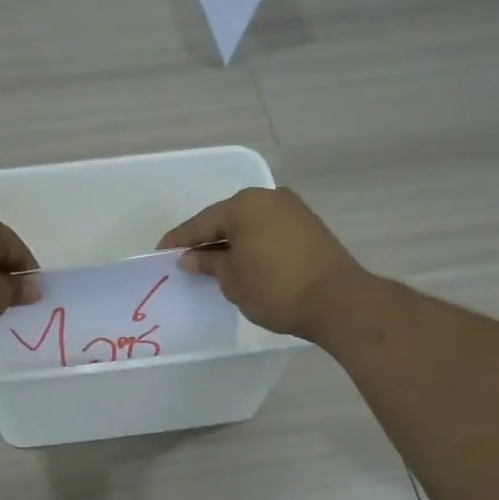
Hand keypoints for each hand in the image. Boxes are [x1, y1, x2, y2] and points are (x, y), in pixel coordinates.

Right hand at [157, 187, 366, 341]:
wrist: (338, 301)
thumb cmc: (276, 289)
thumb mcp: (233, 280)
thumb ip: (209, 264)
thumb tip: (191, 257)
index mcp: (244, 206)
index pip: (201, 223)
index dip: (179, 240)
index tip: (160, 252)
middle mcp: (268, 198)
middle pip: (226, 219)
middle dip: (206, 239)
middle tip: (186, 258)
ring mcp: (291, 209)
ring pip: (249, 224)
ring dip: (230, 241)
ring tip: (212, 263)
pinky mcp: (308, 225)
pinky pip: (267, 230)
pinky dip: (251, 243)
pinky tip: (242, 260)